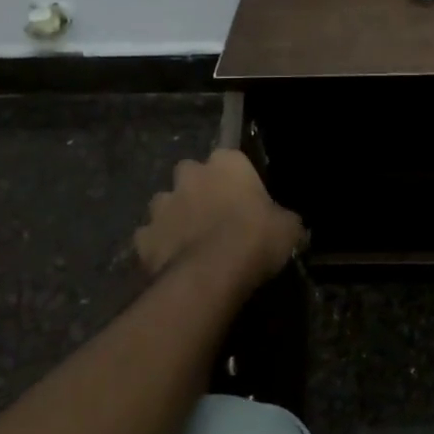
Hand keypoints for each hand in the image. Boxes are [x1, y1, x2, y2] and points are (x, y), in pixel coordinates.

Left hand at [133, 150, 303, 285]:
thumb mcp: (289, 227)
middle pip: (191, 174)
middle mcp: (190, 175)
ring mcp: (162, 205)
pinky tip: (173, 263)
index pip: (230, 158)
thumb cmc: (256, 238)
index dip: (236, 178)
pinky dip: (159, 246)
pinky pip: (150, 237)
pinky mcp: (143, 237)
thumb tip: (289, 227)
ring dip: (176, 216)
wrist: (212, 275)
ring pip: (166, 204)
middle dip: (198, 189)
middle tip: (215, 215)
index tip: (243, 197)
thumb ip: (284, 220)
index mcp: (227, 162)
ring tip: (192, 241)